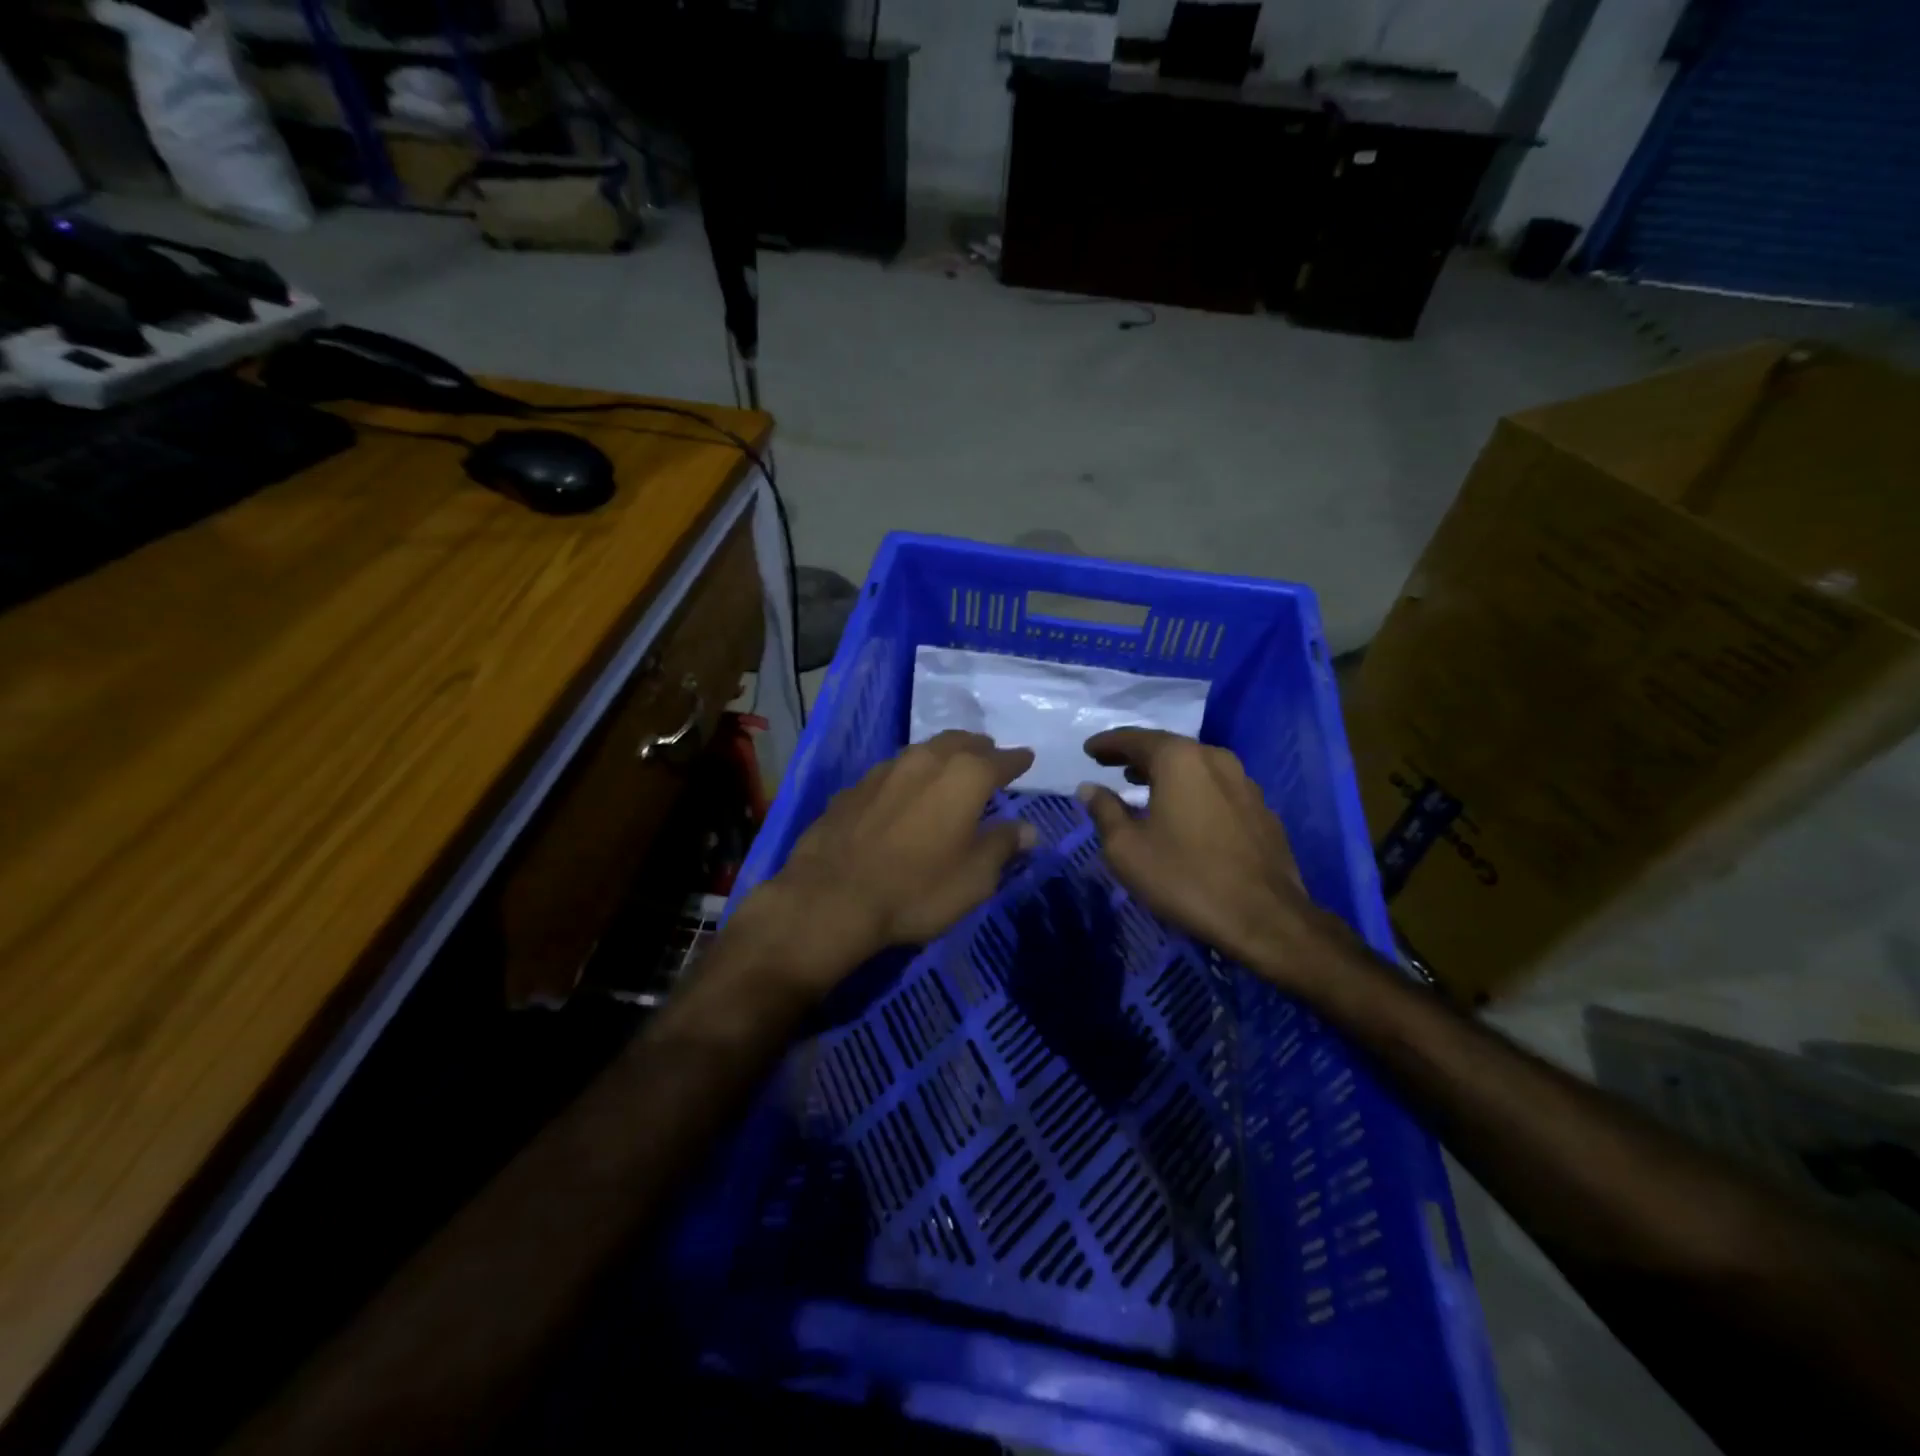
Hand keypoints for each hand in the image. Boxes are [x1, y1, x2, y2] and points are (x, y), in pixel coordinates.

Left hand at [741, 731, 1036, 997]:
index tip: (1027, 758)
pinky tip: (905, 792)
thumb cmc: (917, 889)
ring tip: (950, 767)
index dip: (1016, 761)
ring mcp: (885, 770)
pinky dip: (909, 776)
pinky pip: (893, 772)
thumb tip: (1027, 830)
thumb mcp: (974, 879)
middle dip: (979, 748)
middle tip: (989, 755)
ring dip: (943, 755)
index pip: (1000, 760)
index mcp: (964, 777)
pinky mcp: (854, 787)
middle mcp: (926, 761)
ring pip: (924, 751)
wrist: (831, 897)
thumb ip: (1002, 847)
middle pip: (960, 742)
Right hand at [1078, 728, 1334, 989]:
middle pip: (1168, 747)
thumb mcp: (1127, 848)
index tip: (1089, 750)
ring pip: (1195, 766)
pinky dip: (1192, 790)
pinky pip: (1216, 787)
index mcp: (1180, 760)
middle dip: (1136, 755)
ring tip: (1142, 785)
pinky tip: (1183, 812)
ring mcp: (1245, 782)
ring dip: (1165, 772)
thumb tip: (1089, 788)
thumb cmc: (1185, 878)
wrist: (1265, 918)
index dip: (1108, 743)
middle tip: (1110, 764)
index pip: (1135, 738)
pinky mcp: (1261, 809)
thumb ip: (1104, 811)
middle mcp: (1215, 759)